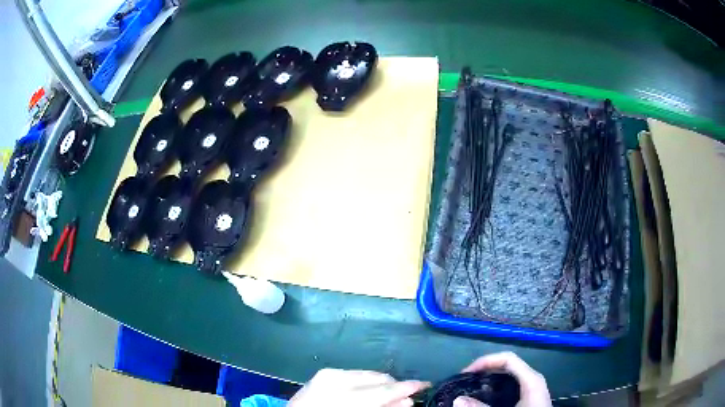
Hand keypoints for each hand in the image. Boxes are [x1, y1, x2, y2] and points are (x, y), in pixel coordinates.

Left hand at [289, 368, 430, 406]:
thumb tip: (406, 402)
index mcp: (345, 396)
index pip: (385, 390)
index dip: (408, 387)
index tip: (425, 385)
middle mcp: (337, 379)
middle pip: (378, 378)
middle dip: (395, 386)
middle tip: (407, 398)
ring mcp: (328, 374)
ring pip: (368, 374)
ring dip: (382, 385)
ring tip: (390, 396)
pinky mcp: (324, 374)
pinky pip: (355, 375)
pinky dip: (366, 383)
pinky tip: (370, 393)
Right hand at [453, 352, 551, 406]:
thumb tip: (458, 400)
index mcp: (531, 379)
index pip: (508, 359)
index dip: (486, 361)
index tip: (467, 372)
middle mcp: (533, 379)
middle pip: (508, 365)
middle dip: (486, 370)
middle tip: (466, 380)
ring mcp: (533, 388)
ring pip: (510, 376)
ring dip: (491, 379)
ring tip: (473, 388)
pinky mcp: (530, 397)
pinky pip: (512, 385)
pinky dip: (497, 387)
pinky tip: (487, 398)